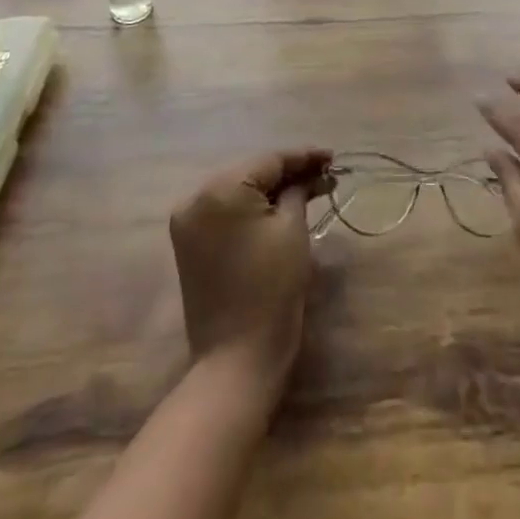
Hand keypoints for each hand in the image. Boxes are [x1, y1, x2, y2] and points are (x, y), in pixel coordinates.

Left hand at [169, 147, 332, 390]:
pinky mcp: (188, 244)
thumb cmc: (271, 290)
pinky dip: (251, 209)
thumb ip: (298, 191)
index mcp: (220, 189)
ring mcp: (188, 221)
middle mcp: (196, 197)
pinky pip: (225, 212)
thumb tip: (308, 175)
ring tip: (308, 188)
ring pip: (238, 191)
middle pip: (251, 173)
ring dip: (270, 190)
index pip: (269, 160)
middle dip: (288, 173)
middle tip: (324, 174)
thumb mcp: (292, 230)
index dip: (304, 157)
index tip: (332, 157)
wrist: (236, 361)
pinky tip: (278, 207)